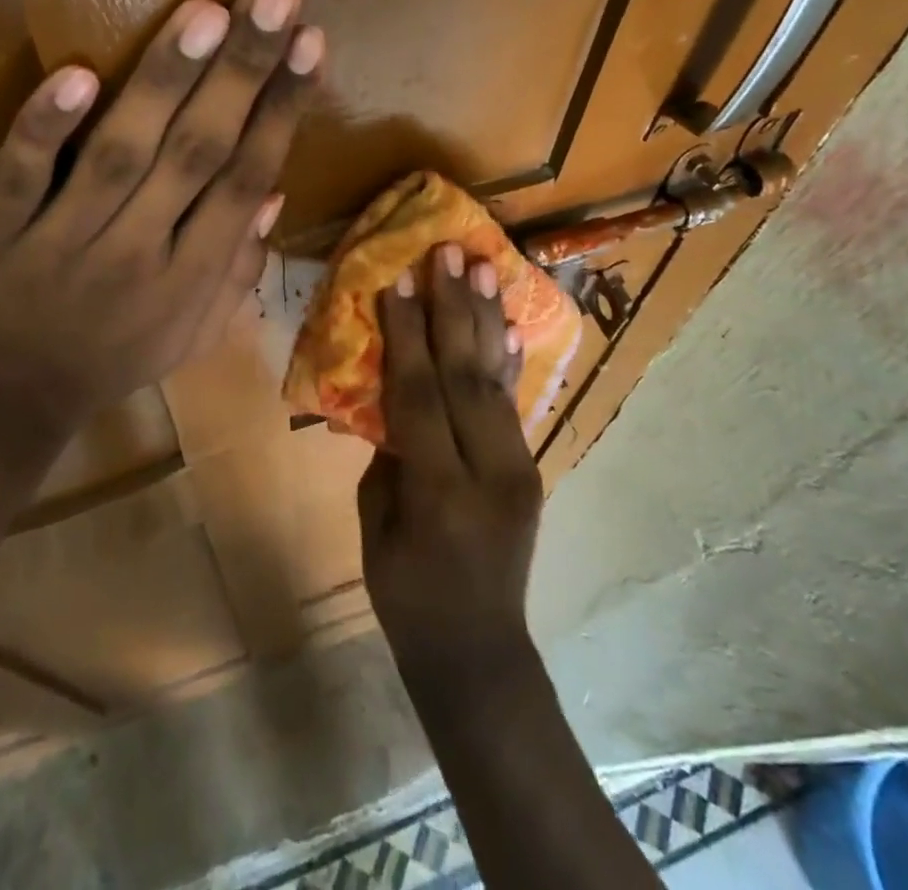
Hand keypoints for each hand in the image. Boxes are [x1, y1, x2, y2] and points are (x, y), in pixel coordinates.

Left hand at [0, 0, 322, 434]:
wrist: (4, 399)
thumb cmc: (112, 358)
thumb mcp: (194, 333)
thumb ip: (238, 268)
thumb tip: (275, 193)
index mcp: (192, 277)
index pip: (247, 179)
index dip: (282, 110)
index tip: (310, 42)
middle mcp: (139, 254)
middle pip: (199, 153)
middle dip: (243, 71)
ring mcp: (63, 239)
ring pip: (121, 154)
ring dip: (165, 82)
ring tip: (208, 12)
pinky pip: (20, 175)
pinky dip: (46, 128)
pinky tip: (76, 74)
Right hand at [359, 244, 541, 691]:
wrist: (479, 654)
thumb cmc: (405, 596)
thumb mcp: (376, 524)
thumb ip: (387, 452)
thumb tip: (392, 391)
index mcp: (438, 492)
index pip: (419, 397)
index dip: (405, 336)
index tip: (395, 280)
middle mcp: (488, 473)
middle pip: (466, 377)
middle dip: (453, 308)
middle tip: (448, 253)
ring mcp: (519, 469)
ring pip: (496, 381)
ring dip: (486, 318)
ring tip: (484, 265)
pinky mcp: (531, 469)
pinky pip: (515, 404)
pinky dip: (509, 359)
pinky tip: (509, 323)